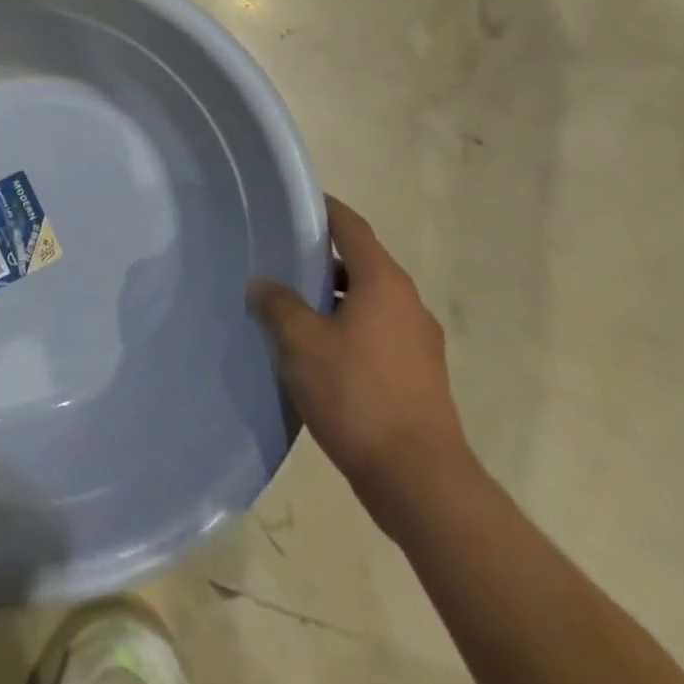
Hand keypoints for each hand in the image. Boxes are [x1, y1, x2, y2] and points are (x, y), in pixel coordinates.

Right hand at [250, 197, 475, 535]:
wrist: (420, 481)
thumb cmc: (357, 395)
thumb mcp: (301, 342)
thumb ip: (278, 304)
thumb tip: (263, 284)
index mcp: (384, 282)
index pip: (351, 227)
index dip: (323, 210)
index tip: (292, 203)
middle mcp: (407, 304)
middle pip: (360, 263)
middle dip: (320, 258)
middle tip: (277, 257)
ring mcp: (418, 342)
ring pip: (367, 300)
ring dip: (331, 297)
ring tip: (289, 306)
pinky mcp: (418, 376)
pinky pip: (375, 332)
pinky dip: (346, 327)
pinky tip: (315, 350)